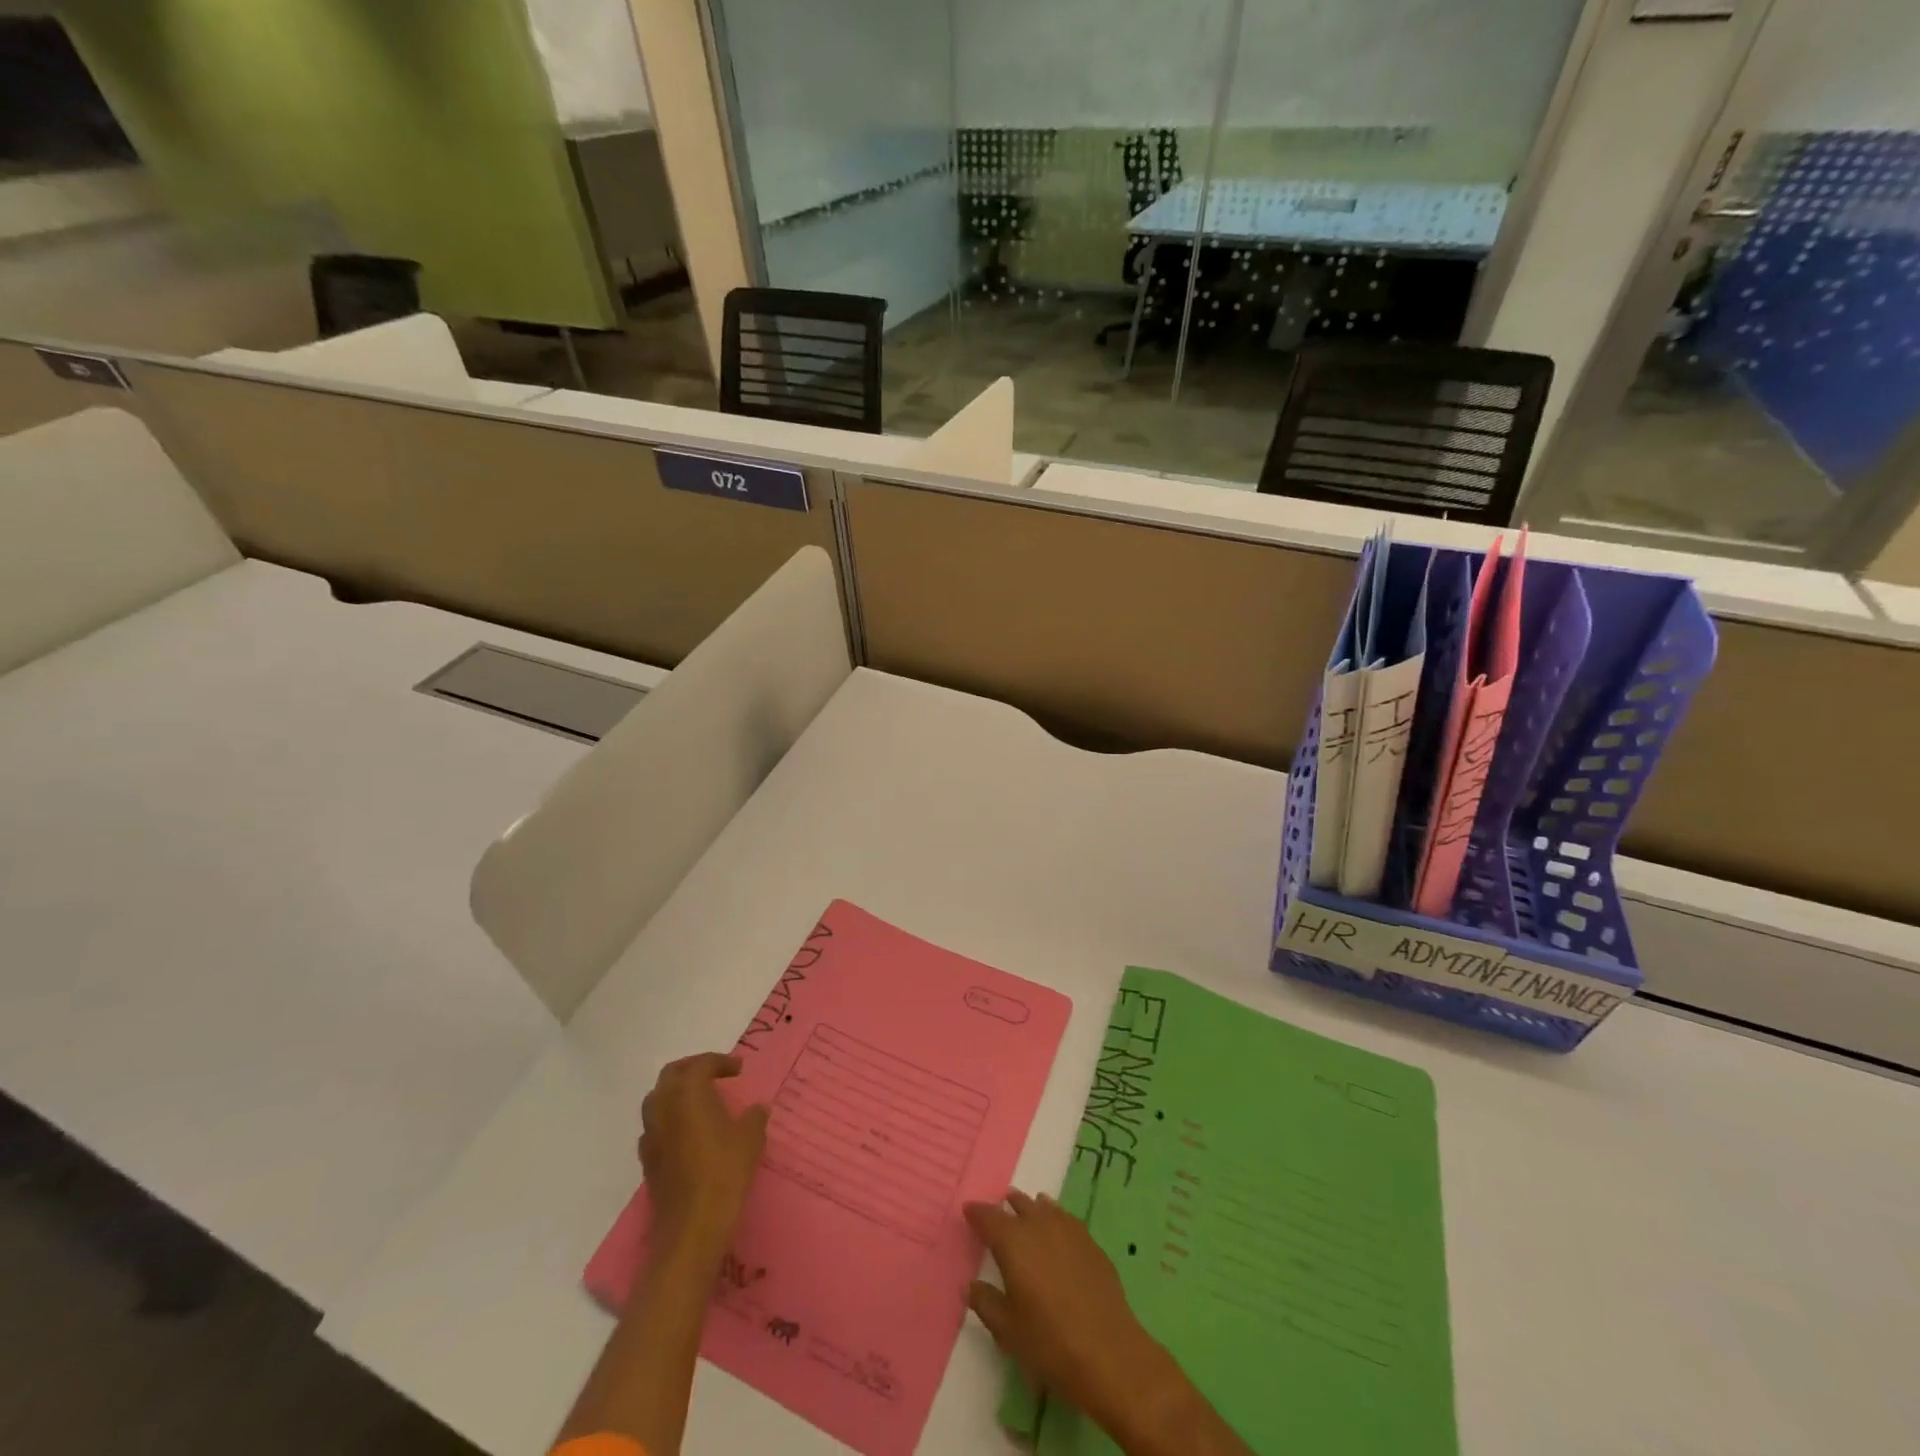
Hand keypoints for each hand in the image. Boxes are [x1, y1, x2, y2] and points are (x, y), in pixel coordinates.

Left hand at [640, 1053, 768, 1261]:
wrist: (692, 1227)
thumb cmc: (725, 1172)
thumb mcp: (751, 1138)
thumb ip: (754, 1117)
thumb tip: (756, 1109)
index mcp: (689, 1094)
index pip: (700, 1064)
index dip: (721, 1062)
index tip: (738, 1069)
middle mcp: (664, 1108)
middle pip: (671, 1075)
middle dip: (692, 1068)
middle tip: (714, 1074)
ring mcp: (651, 1135)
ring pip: (657, 1099)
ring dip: (677, 1093)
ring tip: (700, 1101)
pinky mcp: (647, 1161)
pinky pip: (654, 1127)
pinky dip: (669, 1119)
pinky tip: (687, 1133)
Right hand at [964, 1191, 1184, 1441]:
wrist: (1108, 1353)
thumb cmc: (1049, 1343)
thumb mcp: (1007, 1330)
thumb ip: (986, 1303)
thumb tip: (970, 1285)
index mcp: (1013, 1242)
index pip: (989, 1217)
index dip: (977, 1213)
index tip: (968, 1210)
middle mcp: (1039, 1226)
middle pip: (1019, 1205)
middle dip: (1007, 1206)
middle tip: (999, 1207)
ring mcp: (1069, 1231)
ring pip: (1045, 1207)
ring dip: (1032, 1207)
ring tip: (1028, 1207)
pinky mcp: (1091, 1243)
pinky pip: (1067, 1219)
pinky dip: (1056, 1217)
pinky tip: (1058, 1227)